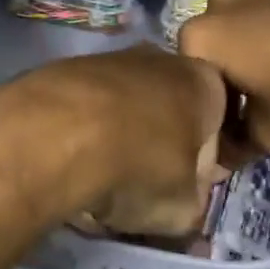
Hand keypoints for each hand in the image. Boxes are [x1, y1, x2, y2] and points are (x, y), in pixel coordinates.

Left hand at [0, 45, 228, 238]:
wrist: (52, 138)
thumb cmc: (138, 170)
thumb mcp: (183, 209)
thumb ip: (192, 204)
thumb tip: (184, 203)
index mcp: (205, 85)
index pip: (217, 128)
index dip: (201, 166)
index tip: (181, 192)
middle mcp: (161, 59)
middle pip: (168, 111)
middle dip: (157, 146)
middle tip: (139, 187)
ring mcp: (108, 58)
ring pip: (123, 107)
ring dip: (116, 139)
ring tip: (96, 180)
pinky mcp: (62, 68)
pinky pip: (83, 109)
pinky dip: (79, 133)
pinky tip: (65, 164)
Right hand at [178, 0, 269, 160]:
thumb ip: (239, 147)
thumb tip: (219, 166)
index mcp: (200, 37)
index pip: (189, 89)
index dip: (209, 122)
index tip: (230, 142)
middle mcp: (217, 4)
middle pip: (212, 60)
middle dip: (228, 91)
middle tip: (253, 122)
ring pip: (240, 40)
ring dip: (251, 69)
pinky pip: (267, 25)